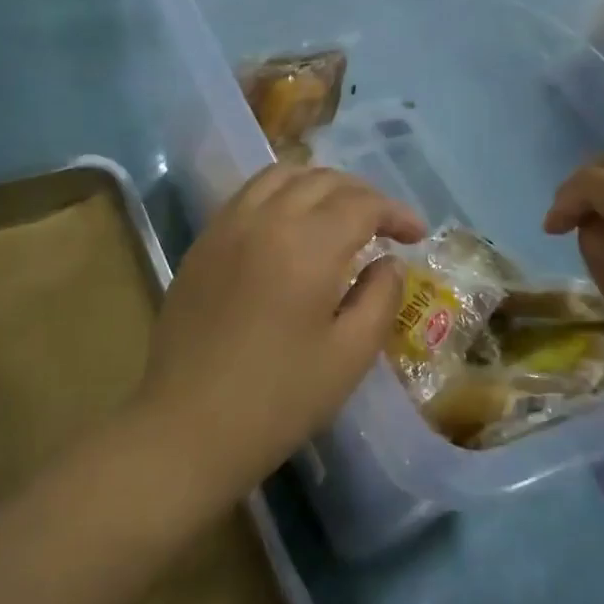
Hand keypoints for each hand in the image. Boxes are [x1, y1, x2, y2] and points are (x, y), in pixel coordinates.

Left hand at [137, 165, 424, 493]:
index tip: (416, 235)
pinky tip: (289, 226)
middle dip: (362, 194)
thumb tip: (389, 262)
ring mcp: (226, 227)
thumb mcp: (349, 356)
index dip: (396, 213)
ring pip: (280, 176)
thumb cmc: (278, 399)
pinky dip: (281, 194)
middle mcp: (264, 219)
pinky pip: (247, 195)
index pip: (362, 204)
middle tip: (384, 225)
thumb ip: (380, 298)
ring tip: (338, 214)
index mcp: (306, 245)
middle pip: (322, 180)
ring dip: (319, 185)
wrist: (187, 427)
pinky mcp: (202, 244)